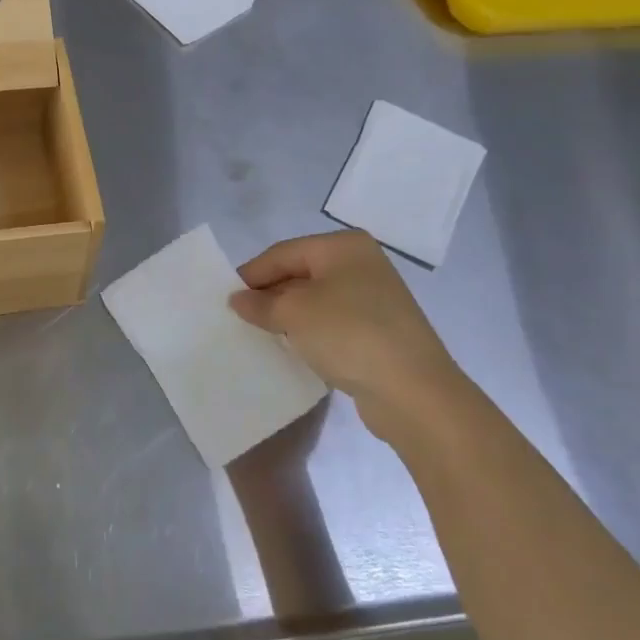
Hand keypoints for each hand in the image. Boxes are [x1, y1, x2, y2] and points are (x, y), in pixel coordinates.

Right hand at [229, 230, 466, 442]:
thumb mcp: (294, 313)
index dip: (252, 274)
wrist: (414, 393)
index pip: (283, 253)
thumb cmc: (349, 334)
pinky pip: (333, 322)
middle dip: (270, 294)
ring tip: (261, 333)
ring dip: (288, 315)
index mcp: (343, 247)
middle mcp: (361, 264)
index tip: (226, 297)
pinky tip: (294, 348)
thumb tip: (238, 300)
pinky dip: (310, 331)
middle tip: (240, 316)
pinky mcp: (379, 330)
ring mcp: (374, 298)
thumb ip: (261, 303)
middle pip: (300, 273)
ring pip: (316, 299)